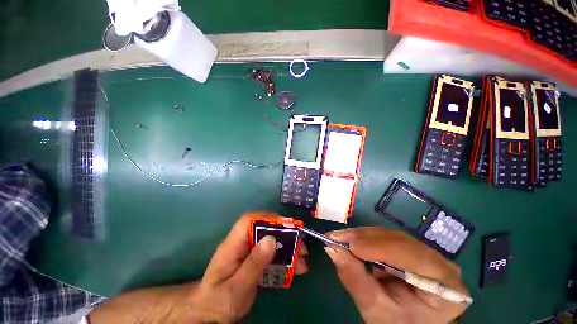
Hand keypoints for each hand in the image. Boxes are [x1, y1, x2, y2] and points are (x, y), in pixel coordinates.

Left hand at [185, 212, 307, 321]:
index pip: (248, 221)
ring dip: (287, 248)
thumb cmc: (218, 302)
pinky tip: (295, 268)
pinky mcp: (253, 262)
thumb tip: (271, 239)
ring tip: (303, 260)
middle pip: (264, 230)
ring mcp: (248, 253)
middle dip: (284, 235)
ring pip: (270, 242)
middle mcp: (241, 244)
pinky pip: (270, 255)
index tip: (285, 225)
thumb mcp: (237, 287)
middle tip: (301, 246)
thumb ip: (254, 263)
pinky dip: (283, 260)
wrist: (209, 316)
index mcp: (232, 245)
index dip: (266, 218)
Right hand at [324, 227, 468, 323]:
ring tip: (339, 238)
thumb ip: (355, 279)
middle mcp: (440, 263)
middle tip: (336, 238)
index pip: (415, 258)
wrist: (405, 323)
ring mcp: (425, 253)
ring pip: (389, 235)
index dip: (382, 248)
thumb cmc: (396, 323)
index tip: (351, 246)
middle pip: (400, 242)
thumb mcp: (375, 310)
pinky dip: (364, 237)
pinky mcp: (409, 248)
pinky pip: (385, 237)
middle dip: (365, 239)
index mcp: (446, 287)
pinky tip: (350, 240)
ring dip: (361, 235)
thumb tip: (332, 249)